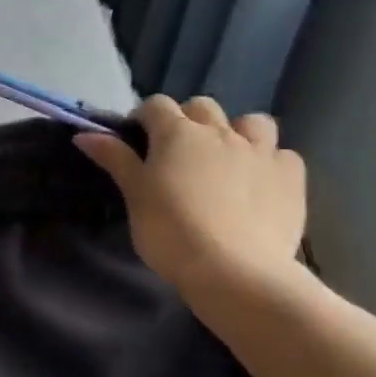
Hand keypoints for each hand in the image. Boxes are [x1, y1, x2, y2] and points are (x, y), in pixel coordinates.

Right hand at [76, 95, 306, 312]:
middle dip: (188, 121)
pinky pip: (283, 155)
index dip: (144, 118)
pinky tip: (261, 185)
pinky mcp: (291, 177)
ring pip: (252, 123)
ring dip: (237, 133)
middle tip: (178, 154)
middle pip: (202, 107)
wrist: (234, 271)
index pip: (156, 105)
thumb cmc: (170, 232)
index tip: (137, 141)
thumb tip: (84, 134)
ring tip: (228, 161)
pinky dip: (270, 163)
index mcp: (178, 133)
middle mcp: (221, 132)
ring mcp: (261, 152)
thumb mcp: (135, 196)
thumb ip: (115, 160)